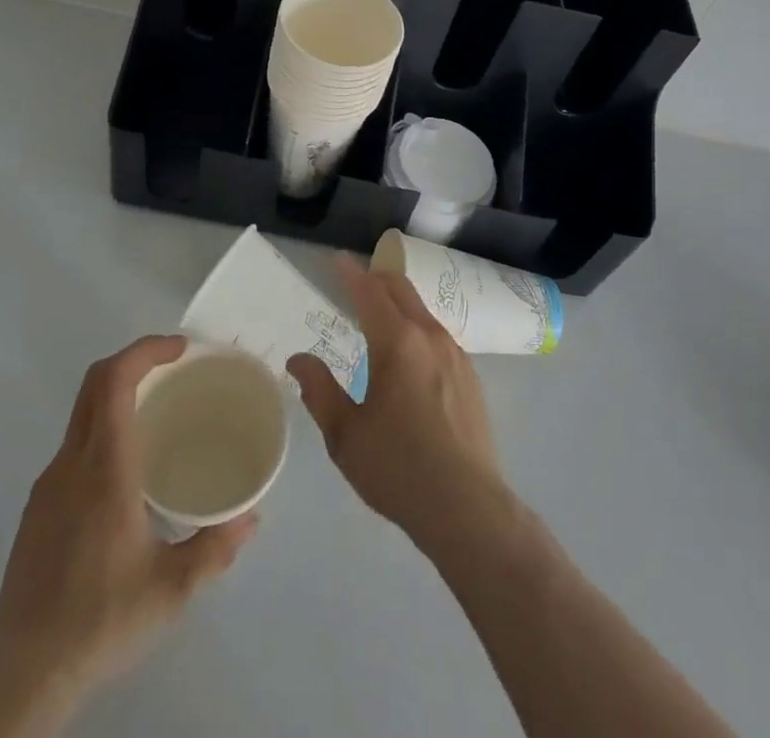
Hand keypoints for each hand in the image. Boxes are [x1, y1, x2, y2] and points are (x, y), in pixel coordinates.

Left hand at [0, 335, 259, 737]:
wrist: (22, 676)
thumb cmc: (100, 622)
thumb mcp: (170, 590)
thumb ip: (214, 548)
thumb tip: (251, 517)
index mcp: (103, 469)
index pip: (115, 381)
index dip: (146, 350)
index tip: (181, 349)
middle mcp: (71, 463)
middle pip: (95, 383)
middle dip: (134, 360)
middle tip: (174, 367)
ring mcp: (48, 484)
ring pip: (82, 413)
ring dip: (118, 394)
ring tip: (158, 414)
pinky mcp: (37, 508)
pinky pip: (74, 445)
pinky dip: (103, 428)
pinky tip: (127, 471)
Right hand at [287, 258, 508, 550]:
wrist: (467, 509)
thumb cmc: (397, 468)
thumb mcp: (345, 434)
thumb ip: (319, 390)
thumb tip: (298, 359)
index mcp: (397, 342)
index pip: (369, 291)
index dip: (350, 272)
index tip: (335, 259)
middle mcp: (429, 336)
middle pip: (401, 289)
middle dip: (376, 278)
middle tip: (354, 281)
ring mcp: (456, 355)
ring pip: (422, 310)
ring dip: (398, 302)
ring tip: (378, 316)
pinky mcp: (471, 377)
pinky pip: (438, 334)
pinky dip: (416, 326)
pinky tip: (409, 354)